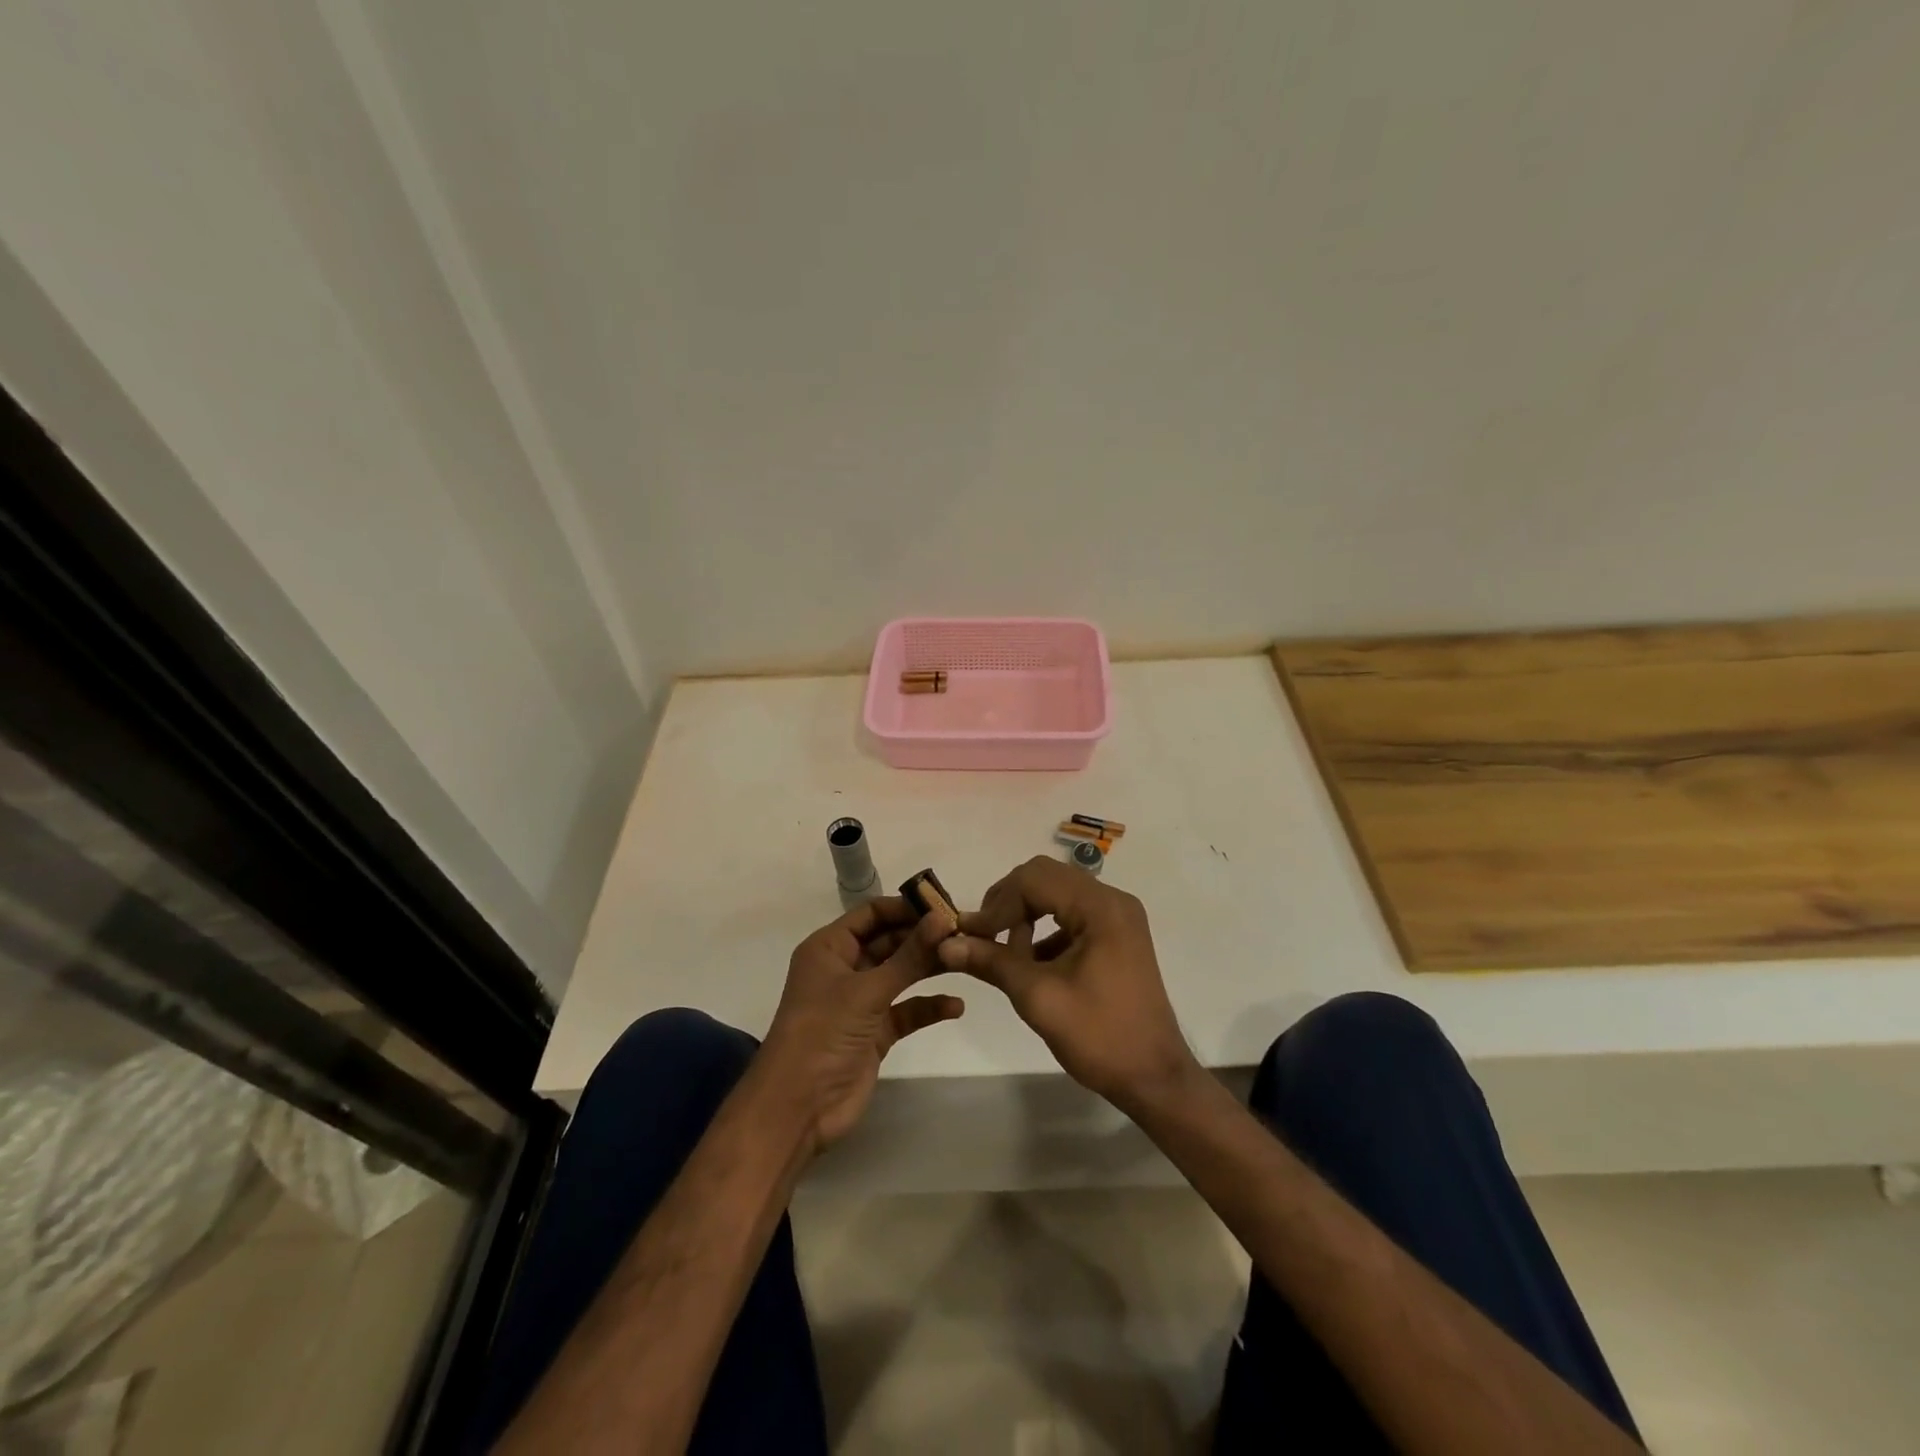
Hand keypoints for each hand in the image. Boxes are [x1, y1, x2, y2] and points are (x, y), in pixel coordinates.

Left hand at [757, 896, 963, 1153]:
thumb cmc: (823, 1033)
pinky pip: (906, 1010)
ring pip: (900, 974)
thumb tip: (942, 917)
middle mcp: (844, 969)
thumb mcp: (868, 990)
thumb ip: (909, 955)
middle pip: (889, 941)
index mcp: (829, 948)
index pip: (872, 913)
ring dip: (929, 968)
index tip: (946, 905)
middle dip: (923, 937)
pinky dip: (927, 1006)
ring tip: (968, 960)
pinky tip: (956, 1006)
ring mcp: (859, 1002)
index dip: (906, 907)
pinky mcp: (874, 1032)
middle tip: (964, 932)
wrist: (798, 1108)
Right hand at [936, 857, 1199, 1115]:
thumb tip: (946, 945)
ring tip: (1006, 954)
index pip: (1034, 879)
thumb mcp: (1038, 998)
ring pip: (1057, 893)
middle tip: (983, 935)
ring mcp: (1117, 917)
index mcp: (1100, 907)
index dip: (997, 903)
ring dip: (1025, 915)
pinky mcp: (1116, 935)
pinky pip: (1071, 914)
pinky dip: (1045, 930)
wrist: (1154, 1077)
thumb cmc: (1099, 1036)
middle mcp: (1112, 900)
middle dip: (1009, 903)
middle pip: (1046, 878)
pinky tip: (1030, 963)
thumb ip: (992, 962)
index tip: (971, 936)